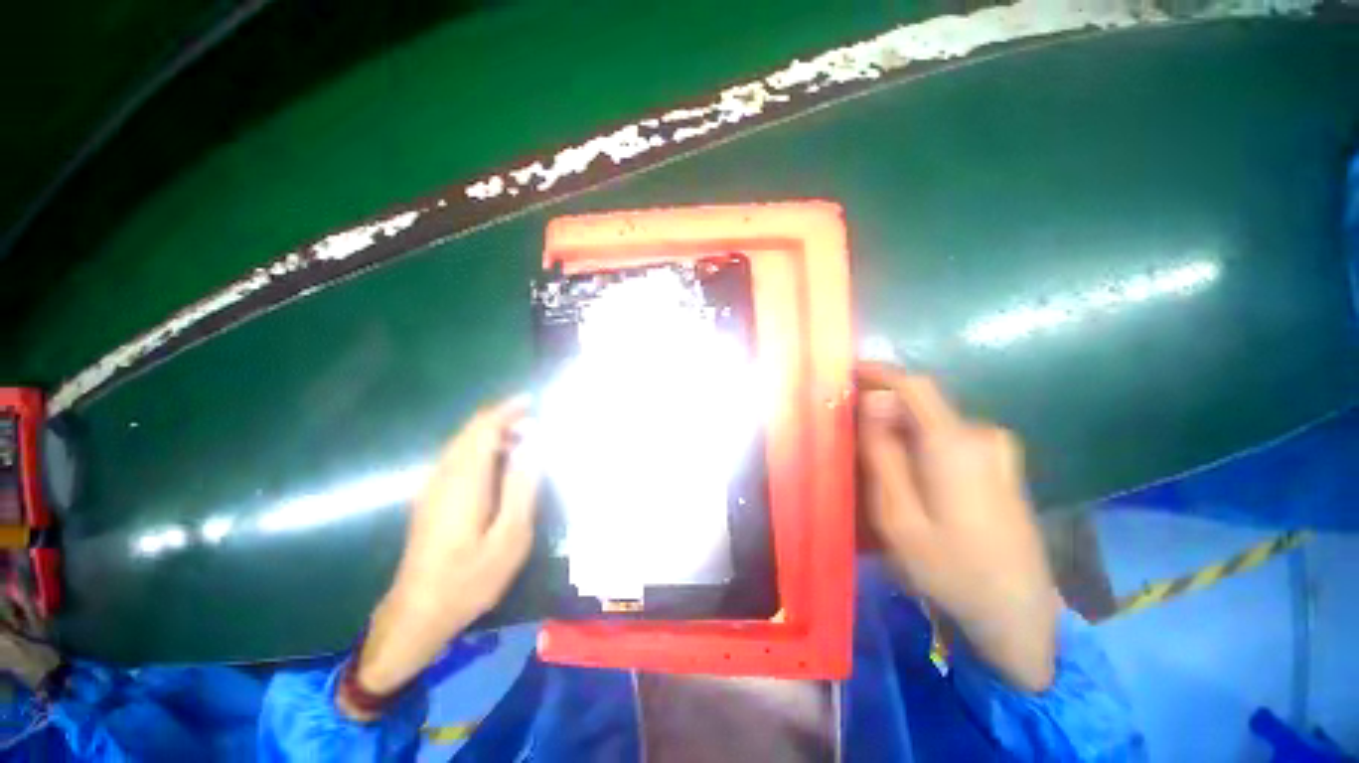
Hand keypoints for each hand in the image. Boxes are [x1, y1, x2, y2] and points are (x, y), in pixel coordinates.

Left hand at [339, 396, 539, 719]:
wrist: (417, 613)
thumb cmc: (469, 578)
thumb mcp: (509, 537)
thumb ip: (521, 488)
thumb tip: (532, 448)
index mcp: (464, 482)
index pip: (483, 430)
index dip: (506, 412)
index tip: (531, 402)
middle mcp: (443, 477)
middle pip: (470, 433)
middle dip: (501, 420)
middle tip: (533, 423)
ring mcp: (431, 487)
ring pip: (461, 444)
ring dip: (490, 434)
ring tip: (522, 440)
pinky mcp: (429, 499)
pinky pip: (456, 458)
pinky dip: (479, 449)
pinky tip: (496, 464)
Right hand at [857, 362, 1058, 691]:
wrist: (1019, 616)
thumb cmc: (950, 569)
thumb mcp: (898, 515)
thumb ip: (882, 453)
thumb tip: (871, 402)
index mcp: (956, 444)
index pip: (915, 386)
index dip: (879, 371)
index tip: (848, 371)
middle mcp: (982, 436)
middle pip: (921, 404)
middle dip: (882, 408)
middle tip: (850, 431)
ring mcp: (997, 451)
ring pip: (933, 422)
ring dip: (899, 427)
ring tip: (873, 456)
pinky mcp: (1001, 465)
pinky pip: (948, 437)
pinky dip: (919, 441)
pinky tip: (907, 472)